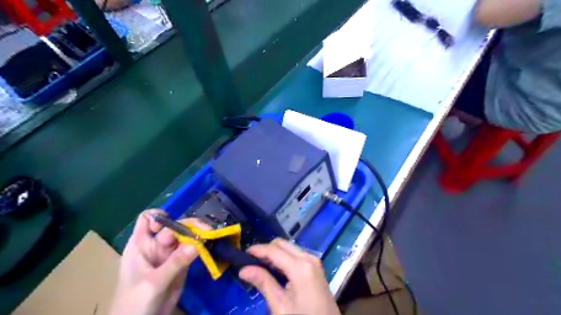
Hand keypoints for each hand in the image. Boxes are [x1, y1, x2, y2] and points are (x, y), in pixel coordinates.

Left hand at [110, 210, 204, 314]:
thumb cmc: (134, 304)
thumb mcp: (153, 283)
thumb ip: (175, 263)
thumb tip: (197, 243)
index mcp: (140, 245)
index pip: (148, 219)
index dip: (159, 218)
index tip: (170, 226)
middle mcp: (156, 245)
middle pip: (173, 226)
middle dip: (188, 226)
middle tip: (205, 230)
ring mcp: (169, 254)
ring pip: (185, 236)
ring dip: (198, 234)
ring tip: (211, 235)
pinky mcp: (181, 263)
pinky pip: (192, 249)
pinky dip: (201, 245)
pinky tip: (210, 244)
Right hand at [239, 239, 339, 314]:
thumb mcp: (281, 306)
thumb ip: (263, 283)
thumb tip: (244, 270)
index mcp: (300, 266)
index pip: (274, 250)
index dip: (257, 250)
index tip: (242, 255)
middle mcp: (308, 257)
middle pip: (282, 244)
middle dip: (266, 250)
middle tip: (251, 263)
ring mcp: (314, 261)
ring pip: (289, 247)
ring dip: (274, 253)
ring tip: (260, 267)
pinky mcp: (315, 267)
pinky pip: (296, 254)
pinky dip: (284, 258)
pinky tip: (275, 270)